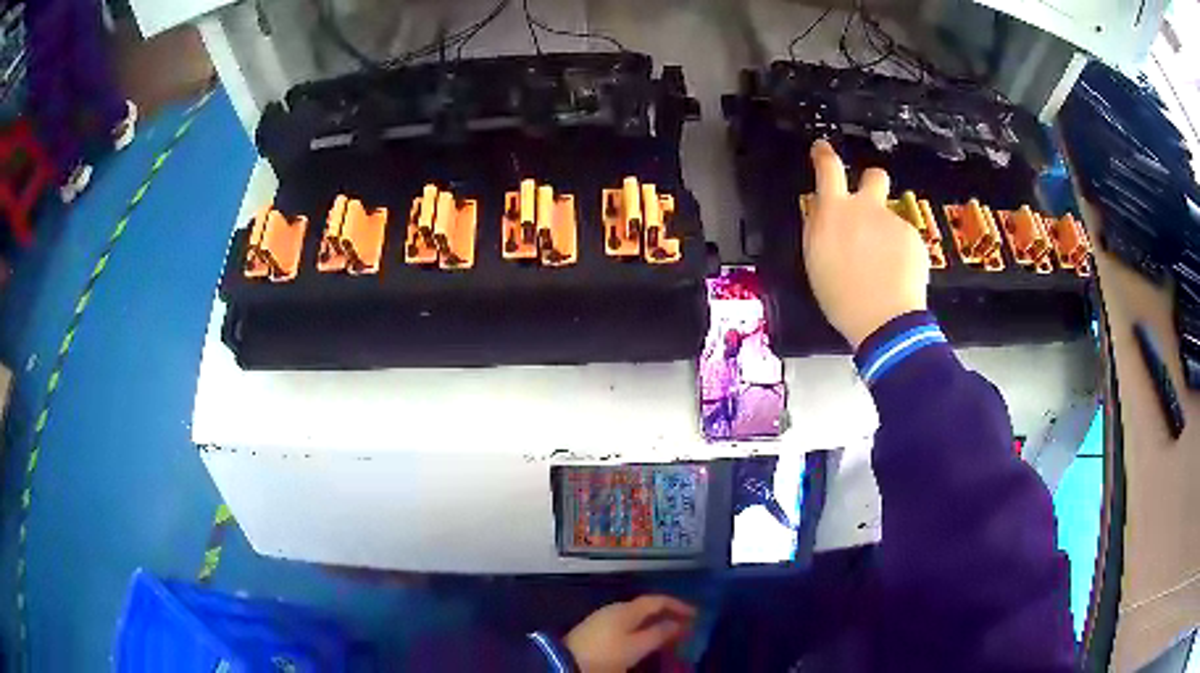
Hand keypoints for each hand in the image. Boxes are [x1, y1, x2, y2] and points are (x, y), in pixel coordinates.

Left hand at [564, 595, 695, 672]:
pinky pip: (627, 623)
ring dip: (655, 622)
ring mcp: (604, 618)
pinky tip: (646, 639)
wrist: (566, 661)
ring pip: (637, 616)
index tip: (695, 615)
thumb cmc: (606, 653)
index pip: (657, 600)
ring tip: (669, 635)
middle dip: (668, 615)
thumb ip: (658, 634)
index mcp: (627, 609)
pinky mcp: (596, 629)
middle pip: (647, 607)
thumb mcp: (637, 647)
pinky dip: (642, 628)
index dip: (678, 605)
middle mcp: (616, 608)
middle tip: (685, 626)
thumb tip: (677, 624)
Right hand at [803, 140, 929, 348]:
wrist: (885, 320)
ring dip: (884, 231)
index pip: (828, 168)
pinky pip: (904, 238)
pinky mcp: (914, 238)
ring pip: (889, 217)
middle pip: (874, 176)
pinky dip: (901, 251)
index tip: (822, 149)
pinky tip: (896, 274)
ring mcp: (893, 222)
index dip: (824, 154)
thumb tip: (822, 211)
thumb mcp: (816, 259)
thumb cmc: (842, 297)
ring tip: (882, 265)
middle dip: (871, 182)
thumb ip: (819, 227)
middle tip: (868, 205)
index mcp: (834, 212)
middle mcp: (866, 208)